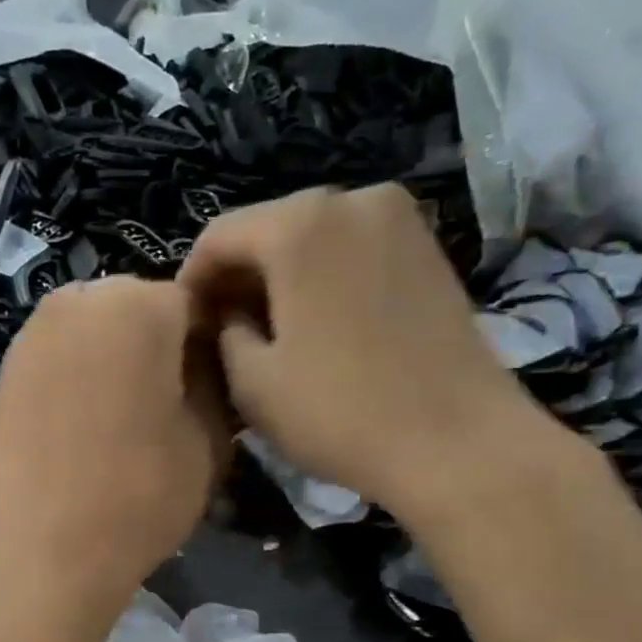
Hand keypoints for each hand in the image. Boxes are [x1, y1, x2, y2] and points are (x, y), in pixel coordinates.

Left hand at [0, 276, 230, 610]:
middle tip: (164, 403)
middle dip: (155, 345)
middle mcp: (79, 300)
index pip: (193, 305)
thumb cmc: (142, 493)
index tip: (209, 389)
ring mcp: (32, 333)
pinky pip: (57, 356)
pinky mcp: (5, 371)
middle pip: (136, 310)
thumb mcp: (210, 438)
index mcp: (139, 304)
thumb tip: (206, 362)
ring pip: (92, 330)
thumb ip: (216, 382)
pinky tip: (81, 425)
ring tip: (120, 417)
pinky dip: (75, 376)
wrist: (48, 549)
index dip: (207, 347)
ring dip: (112, 359)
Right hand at [178, 184, 552, 522]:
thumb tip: (230, 315)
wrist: (456, 442)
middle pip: (268, 229)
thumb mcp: (252, 382)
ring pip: (312, 239)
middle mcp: (352, 199)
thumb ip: (224, 333)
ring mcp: (399, 220)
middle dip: (237, 278)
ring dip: (279, 279)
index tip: (185, 325)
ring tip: (267, 331)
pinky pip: (351, 250)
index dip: (192, 281)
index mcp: (299, 225)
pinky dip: (322, 278)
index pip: (218, 236)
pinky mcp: (428, 248)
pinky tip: (316, 325)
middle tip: (221, 330)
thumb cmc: (338, 412)